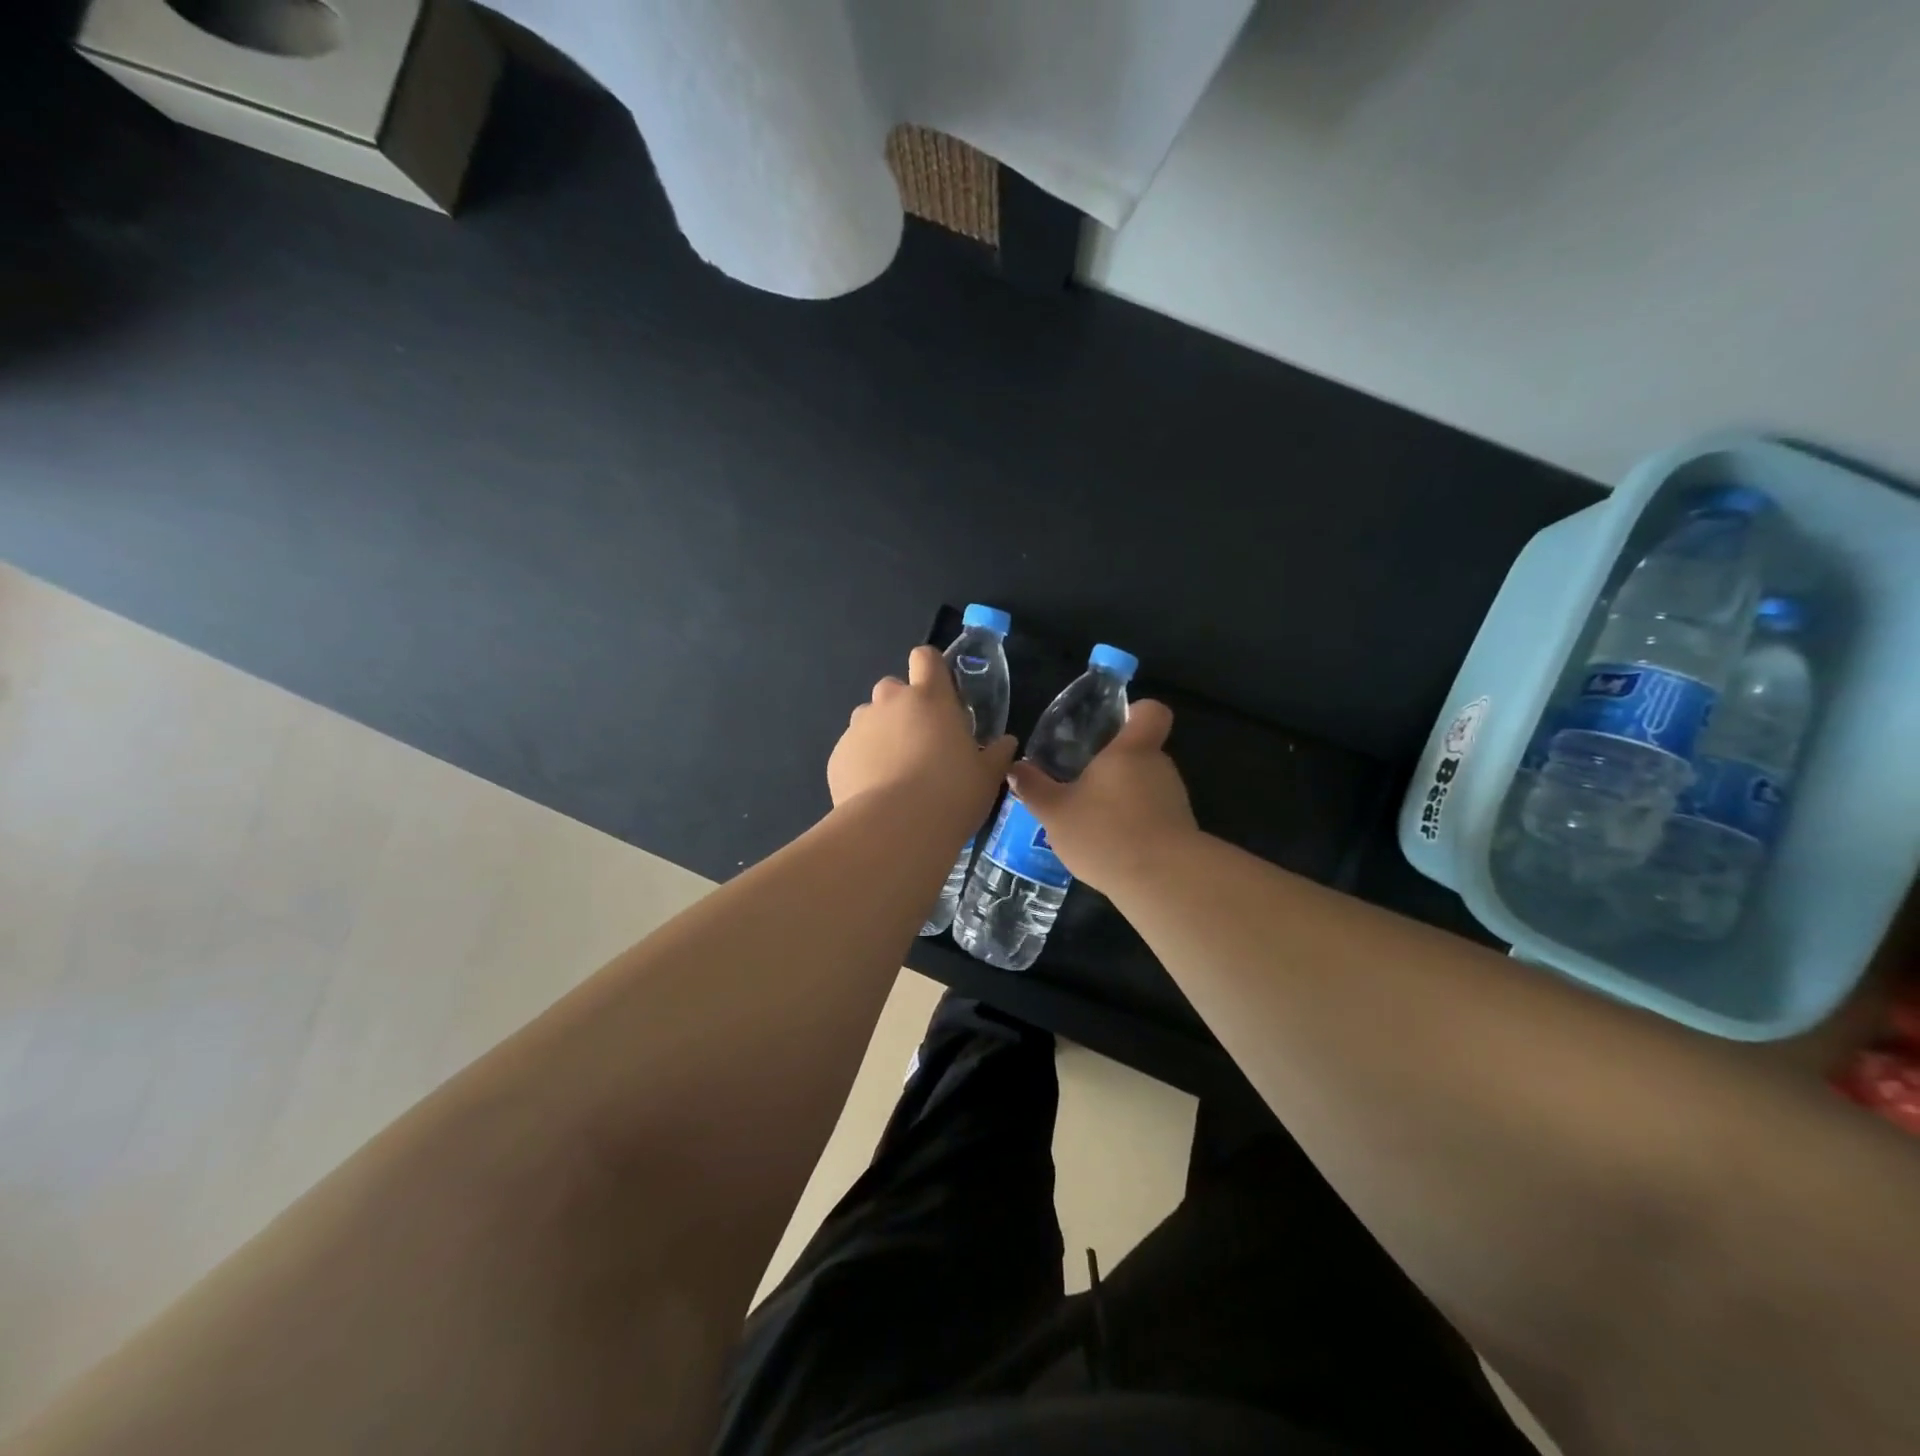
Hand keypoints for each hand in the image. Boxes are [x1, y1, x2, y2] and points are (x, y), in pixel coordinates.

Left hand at [829, 646, 1016, 819]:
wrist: (894, 830)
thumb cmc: (951, 794)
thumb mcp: (987, 777)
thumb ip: (997, 754)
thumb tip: (1006, 743)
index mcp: (930, 697)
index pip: (925, 657)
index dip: (932, 669)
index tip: (942, 694)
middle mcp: (889, 702)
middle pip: (893, 688)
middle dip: (904, 708)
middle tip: (922, 742)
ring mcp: (859, 727)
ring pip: (869, 719)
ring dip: (882, 735)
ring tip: (896, 772)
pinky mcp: (838, 755)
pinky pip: (853, 750)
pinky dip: (863, 763)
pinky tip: (876, 793)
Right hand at [1006, 700, 1197, 891]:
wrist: (1162, 882)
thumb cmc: (1105, 832)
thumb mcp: (1055, 812)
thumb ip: (1034, 788)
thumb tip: (1015, 768)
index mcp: (1131, 750)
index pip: (1150, 712)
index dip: (1134, 713)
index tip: (1112, 726)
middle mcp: (1159, 767)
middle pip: (1141, 753)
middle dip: (1114, 767)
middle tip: (1081, 784)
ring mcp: (1174, 800)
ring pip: (1145, 787)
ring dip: (1122, 799)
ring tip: (1090, 822)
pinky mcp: (1181, 831)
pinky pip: (1153, 816)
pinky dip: (1133, 826)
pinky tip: (1110, 848)